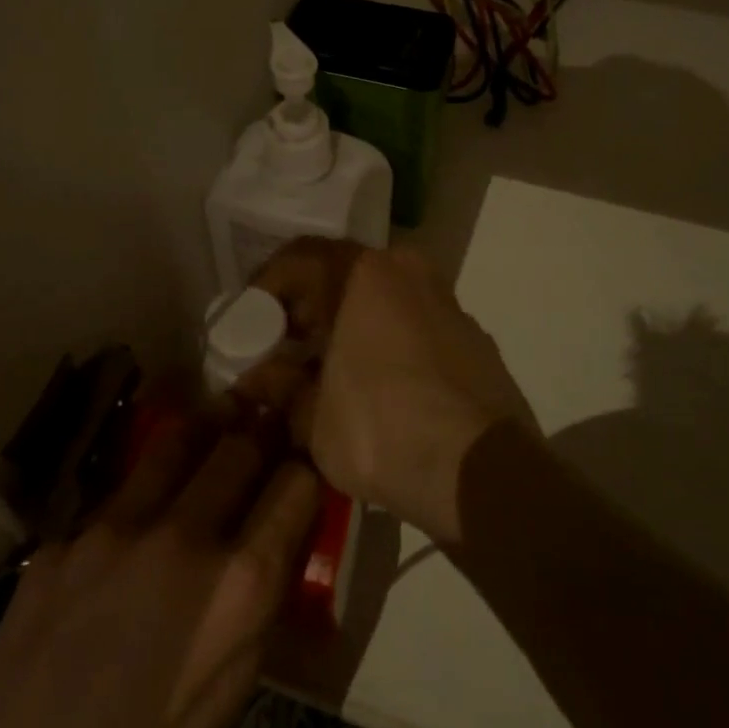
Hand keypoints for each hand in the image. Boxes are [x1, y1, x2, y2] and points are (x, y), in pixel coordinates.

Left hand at [0, 382, 318, 727]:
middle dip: (262, 429)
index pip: (297, 481)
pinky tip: (132, 526)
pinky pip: (112, 500)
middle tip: (268, 417)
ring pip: (175, 443)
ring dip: (204, 433)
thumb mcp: (234, 693)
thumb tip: (273, 539)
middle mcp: (181, 539)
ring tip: (213, 426)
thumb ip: (257, 601)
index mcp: (239, 588)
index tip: (303, 462)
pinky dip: (138, 501)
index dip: (306, 467)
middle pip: (241, 442)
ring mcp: (110, 533)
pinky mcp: (55, 545)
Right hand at [255, 240, 536, 543]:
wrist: (478, 469)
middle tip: (285, 346)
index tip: (249, 322)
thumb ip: (280, 388)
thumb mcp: (313, 416)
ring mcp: (447, 302)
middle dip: (310, 309)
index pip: (300, 258)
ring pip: (384, 299)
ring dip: (351, 325)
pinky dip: (389, 342)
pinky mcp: (473, 337)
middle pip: (344, 275)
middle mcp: (408, 271)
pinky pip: (416, 325)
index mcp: (364, 273)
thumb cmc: (380, 428)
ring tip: (329, 370)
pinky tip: (379, 385)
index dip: (266, 288)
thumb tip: (254, 379)